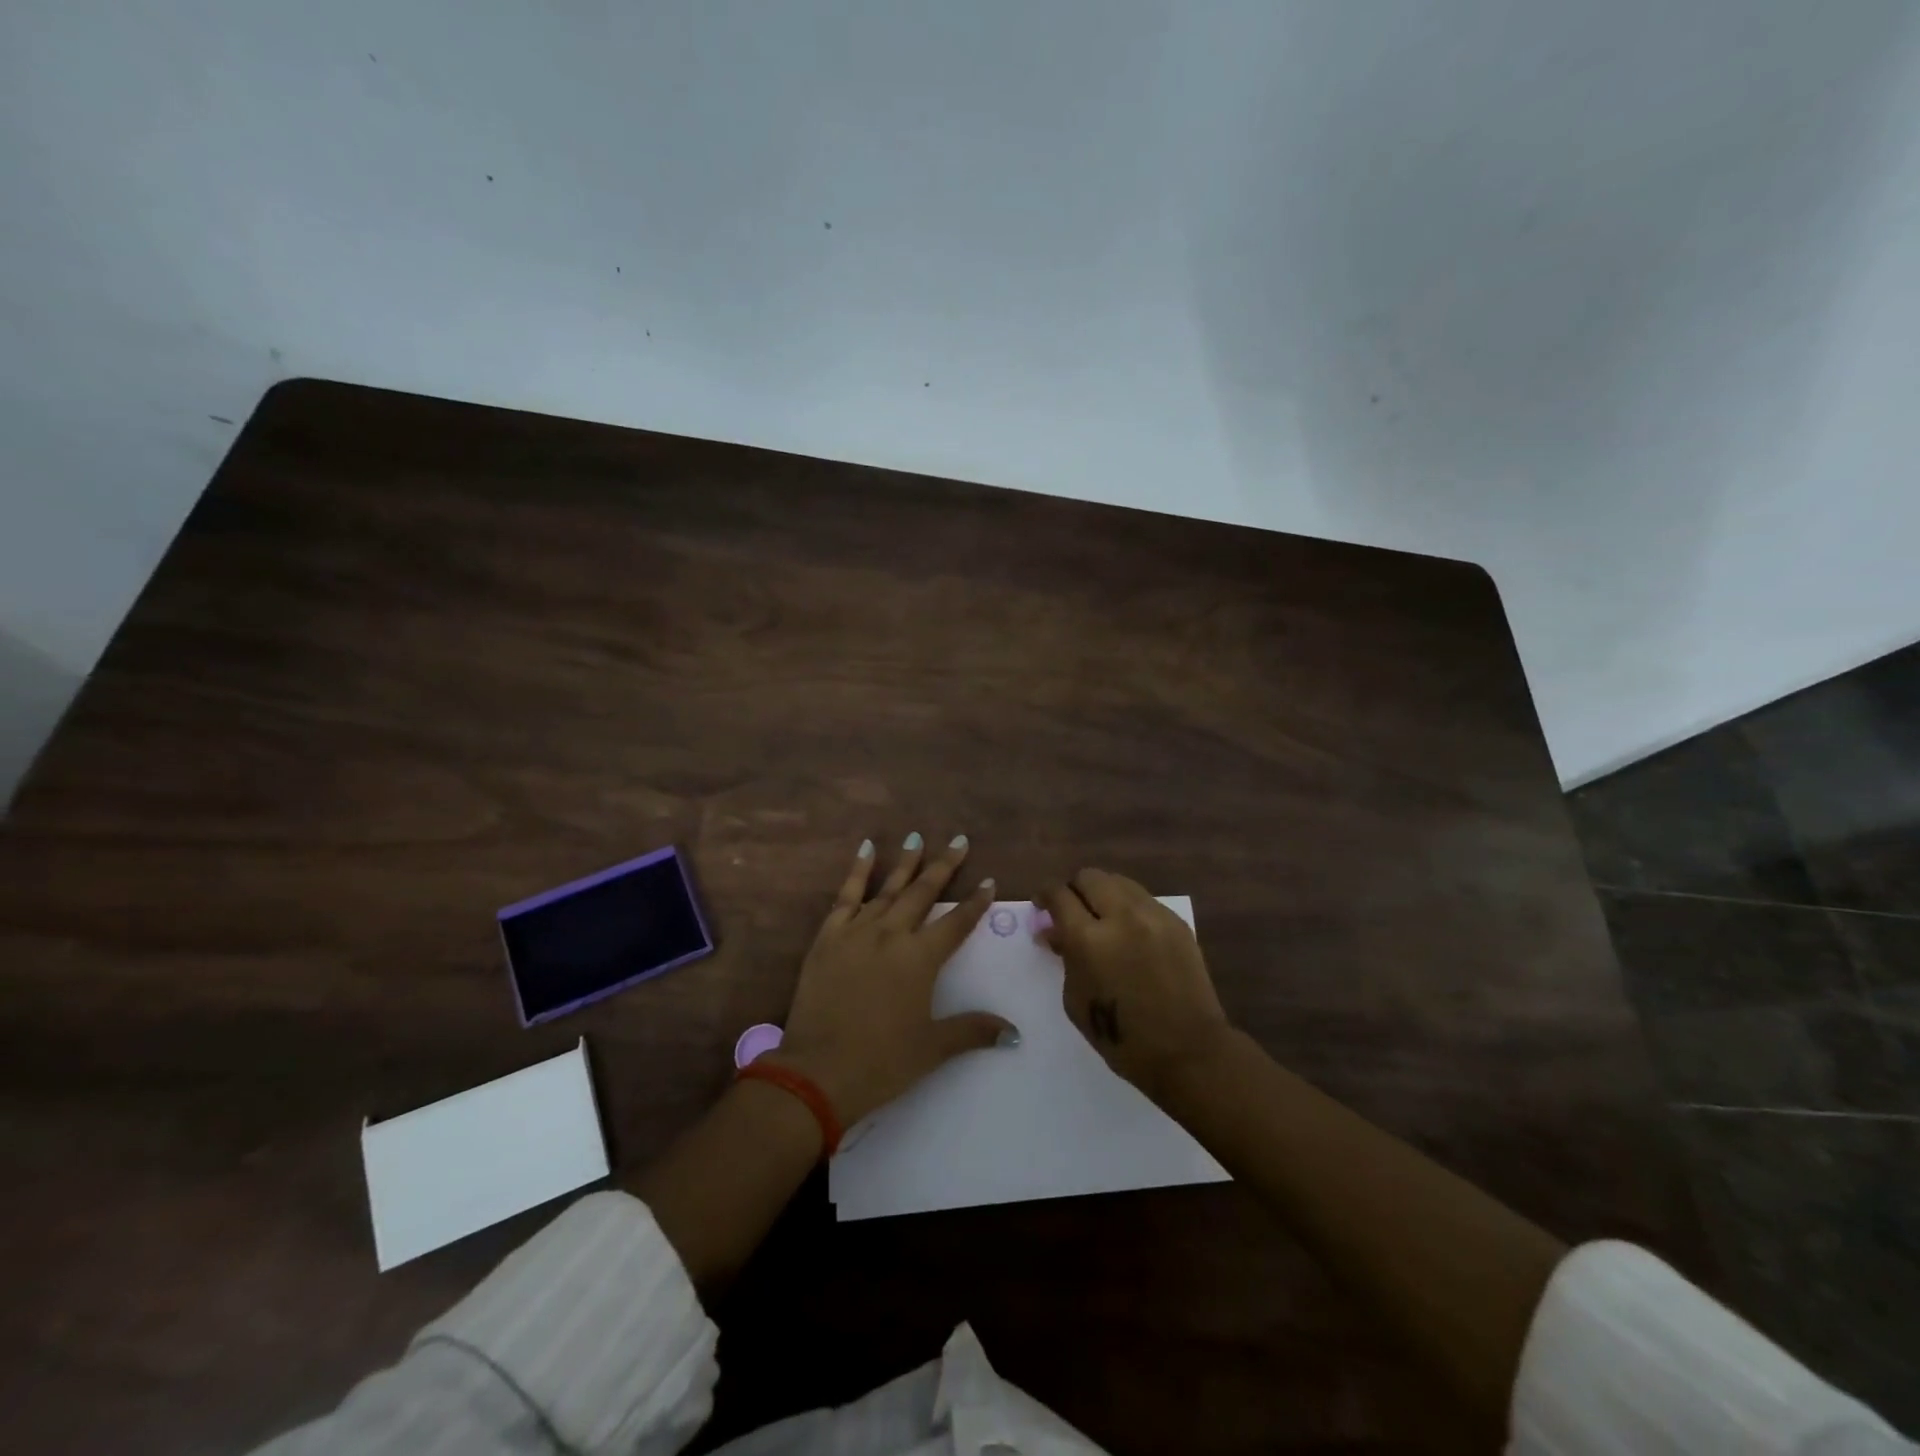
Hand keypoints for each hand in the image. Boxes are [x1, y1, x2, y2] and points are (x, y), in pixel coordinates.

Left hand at [773, 834, 1011, 1128]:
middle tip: (959, 840)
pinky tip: (866, 850)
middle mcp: (892, 934)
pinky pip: (846, 896)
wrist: (817, 1072)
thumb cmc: (881, 1062)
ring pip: (888, 889)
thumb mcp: (932, 1048)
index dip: (976, 902)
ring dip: (905, 863)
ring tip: (917, 837)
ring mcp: (857, 932)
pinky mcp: (828, 937)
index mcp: (920, 959)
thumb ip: (973, 1031)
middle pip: (923, 893)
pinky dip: (857, 871)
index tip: (990, 880)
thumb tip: (1014, 1033)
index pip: (956, 923)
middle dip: (944, 866)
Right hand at [1036, 868, 1231, 1102]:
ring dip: (1103, 893)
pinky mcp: (1177, 923)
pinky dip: (1129, 907)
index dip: (1045, 895)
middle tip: (1071, 910)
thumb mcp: (1076, 1000)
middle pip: (1089, 877)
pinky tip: (1130, 932)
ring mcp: (1154, 916)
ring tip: (1101, 917)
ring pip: (1119, 882)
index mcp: (1089, 939)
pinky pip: (1144, 900)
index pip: (1059, 895)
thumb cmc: (1121, 1037)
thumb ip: (1065, 957)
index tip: (1042, 905)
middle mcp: (1121, 916)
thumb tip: (1055, 932)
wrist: (1187, 1051)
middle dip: (1074, 889)